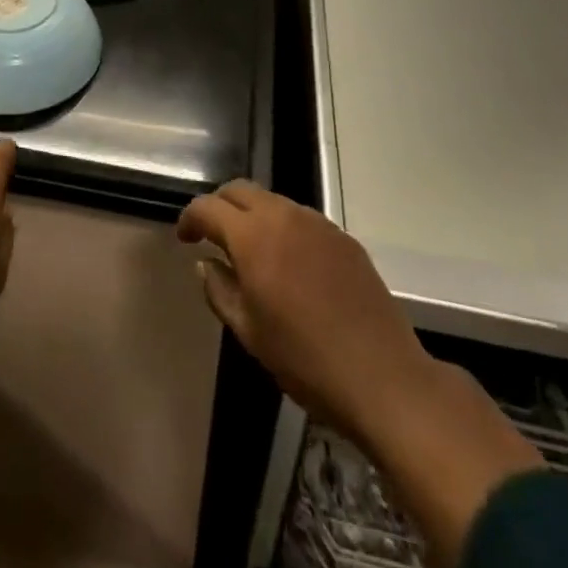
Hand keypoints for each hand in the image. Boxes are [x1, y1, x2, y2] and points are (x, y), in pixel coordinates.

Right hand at [178, 181, 539, 567]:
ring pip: (272, 200)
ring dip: (252, 214)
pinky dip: (282, 226)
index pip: (208, 207)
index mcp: (253, 237)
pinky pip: (301, 217)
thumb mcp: (250, 333)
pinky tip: (288, 260)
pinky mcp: (343, 237)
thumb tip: (204, 263)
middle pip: (239, 190)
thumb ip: (219, 290)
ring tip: (249, 248)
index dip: (190, 217)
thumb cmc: (306, 360)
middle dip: (219, 205)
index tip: (183, 237)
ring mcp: (317, 223)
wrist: (384, 377)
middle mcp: (283, 216)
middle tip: (211, 234)